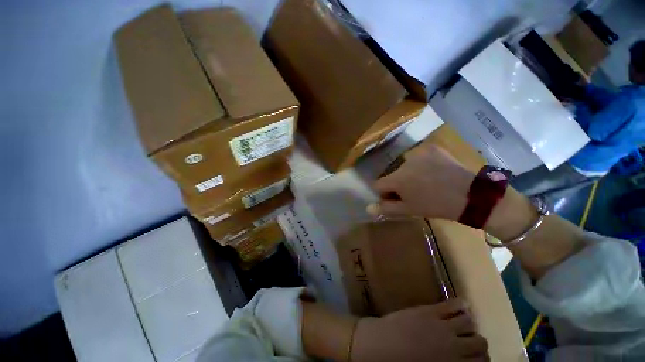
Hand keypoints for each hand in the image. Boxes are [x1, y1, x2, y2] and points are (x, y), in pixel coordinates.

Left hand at [351, 299, 488, 361]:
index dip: (481, 361)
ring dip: (469, 325)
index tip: (477, 360)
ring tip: (465, 325)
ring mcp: (441, 326)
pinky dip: (460, 305)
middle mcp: (453, 347)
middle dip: (478, 344)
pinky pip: (450, 305)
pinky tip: (463, 304)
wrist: (381, 346)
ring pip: (468, 323)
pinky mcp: (429, 311)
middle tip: (471, 344)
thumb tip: (459, 361)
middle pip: (480, 343)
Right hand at [368, 144, 474, 219]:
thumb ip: (386, 208)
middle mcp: (403, 163)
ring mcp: (418, 153)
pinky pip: (419, 158)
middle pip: (392, 175)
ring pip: (405, 167)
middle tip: (414, 193)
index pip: (377, 184)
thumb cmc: (435, 205)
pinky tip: (434, 172)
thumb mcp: (409, 210)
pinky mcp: (431, 148)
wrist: (470, 195)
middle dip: (398, 184)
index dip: (383, 193)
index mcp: (396, 179)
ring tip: (426, 183)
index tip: (394, 198)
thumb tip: (368, 208)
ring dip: (410, 174)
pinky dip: (422, 164)